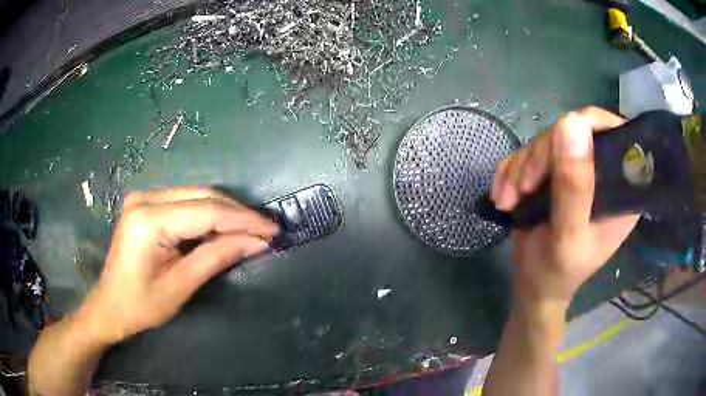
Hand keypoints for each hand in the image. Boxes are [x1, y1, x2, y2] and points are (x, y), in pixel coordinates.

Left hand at [79, 187, 278, 344]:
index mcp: (148, 220)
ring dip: (225, 213)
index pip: (206, 211)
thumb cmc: (141, 305)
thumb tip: (256, 242)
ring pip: (196, 195)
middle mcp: (145, 198)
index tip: (272, 230)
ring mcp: (144, 198)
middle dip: (237, 214)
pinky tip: (224, 228)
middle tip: (266, 230)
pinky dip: (208, 215)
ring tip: (251, 229)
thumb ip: (217, 257)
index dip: (243, 220)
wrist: (110, 306)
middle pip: (202, 196)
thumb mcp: (181, 286)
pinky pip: (185, 202)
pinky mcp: (146, 205)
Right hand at [492, 107, 639, 302]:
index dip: (585, 127)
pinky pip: (528, 152)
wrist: (534, 284)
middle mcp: (603, 171)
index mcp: (621, 187)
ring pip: (546, 140)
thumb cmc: (558, 272)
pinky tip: (504, 196)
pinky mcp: (554, 171)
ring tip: (508, 201)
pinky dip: (510, 172)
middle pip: (573, 131)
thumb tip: (572, 123)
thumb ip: (574, 187)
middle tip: (522, 188)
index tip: (555, 151)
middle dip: (540, 157)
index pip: (612, 133)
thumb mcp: (569, 236)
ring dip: (520, 168)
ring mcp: (576, 169)